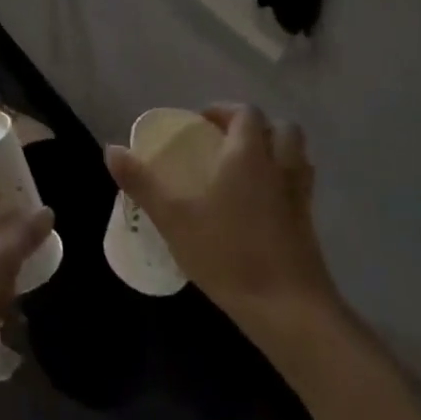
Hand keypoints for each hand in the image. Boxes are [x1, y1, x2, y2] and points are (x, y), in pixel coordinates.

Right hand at [106, 105, 337, 339]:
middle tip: (226, 144)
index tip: (201, 124)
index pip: (247, 113)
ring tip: (244, 171)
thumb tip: (111, 149)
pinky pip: (299, 187)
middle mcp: (280, 167)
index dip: (225, 110)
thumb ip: (142, 183)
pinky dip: (282, 184)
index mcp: (249, 156)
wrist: (288, 309)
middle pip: (282, 128)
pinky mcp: (309, 225)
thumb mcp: (174, 218)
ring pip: (297, 157)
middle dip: (257, 128)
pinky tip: (257, 207)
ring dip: (275, 153)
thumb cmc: (228, 254)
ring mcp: (300, 196)